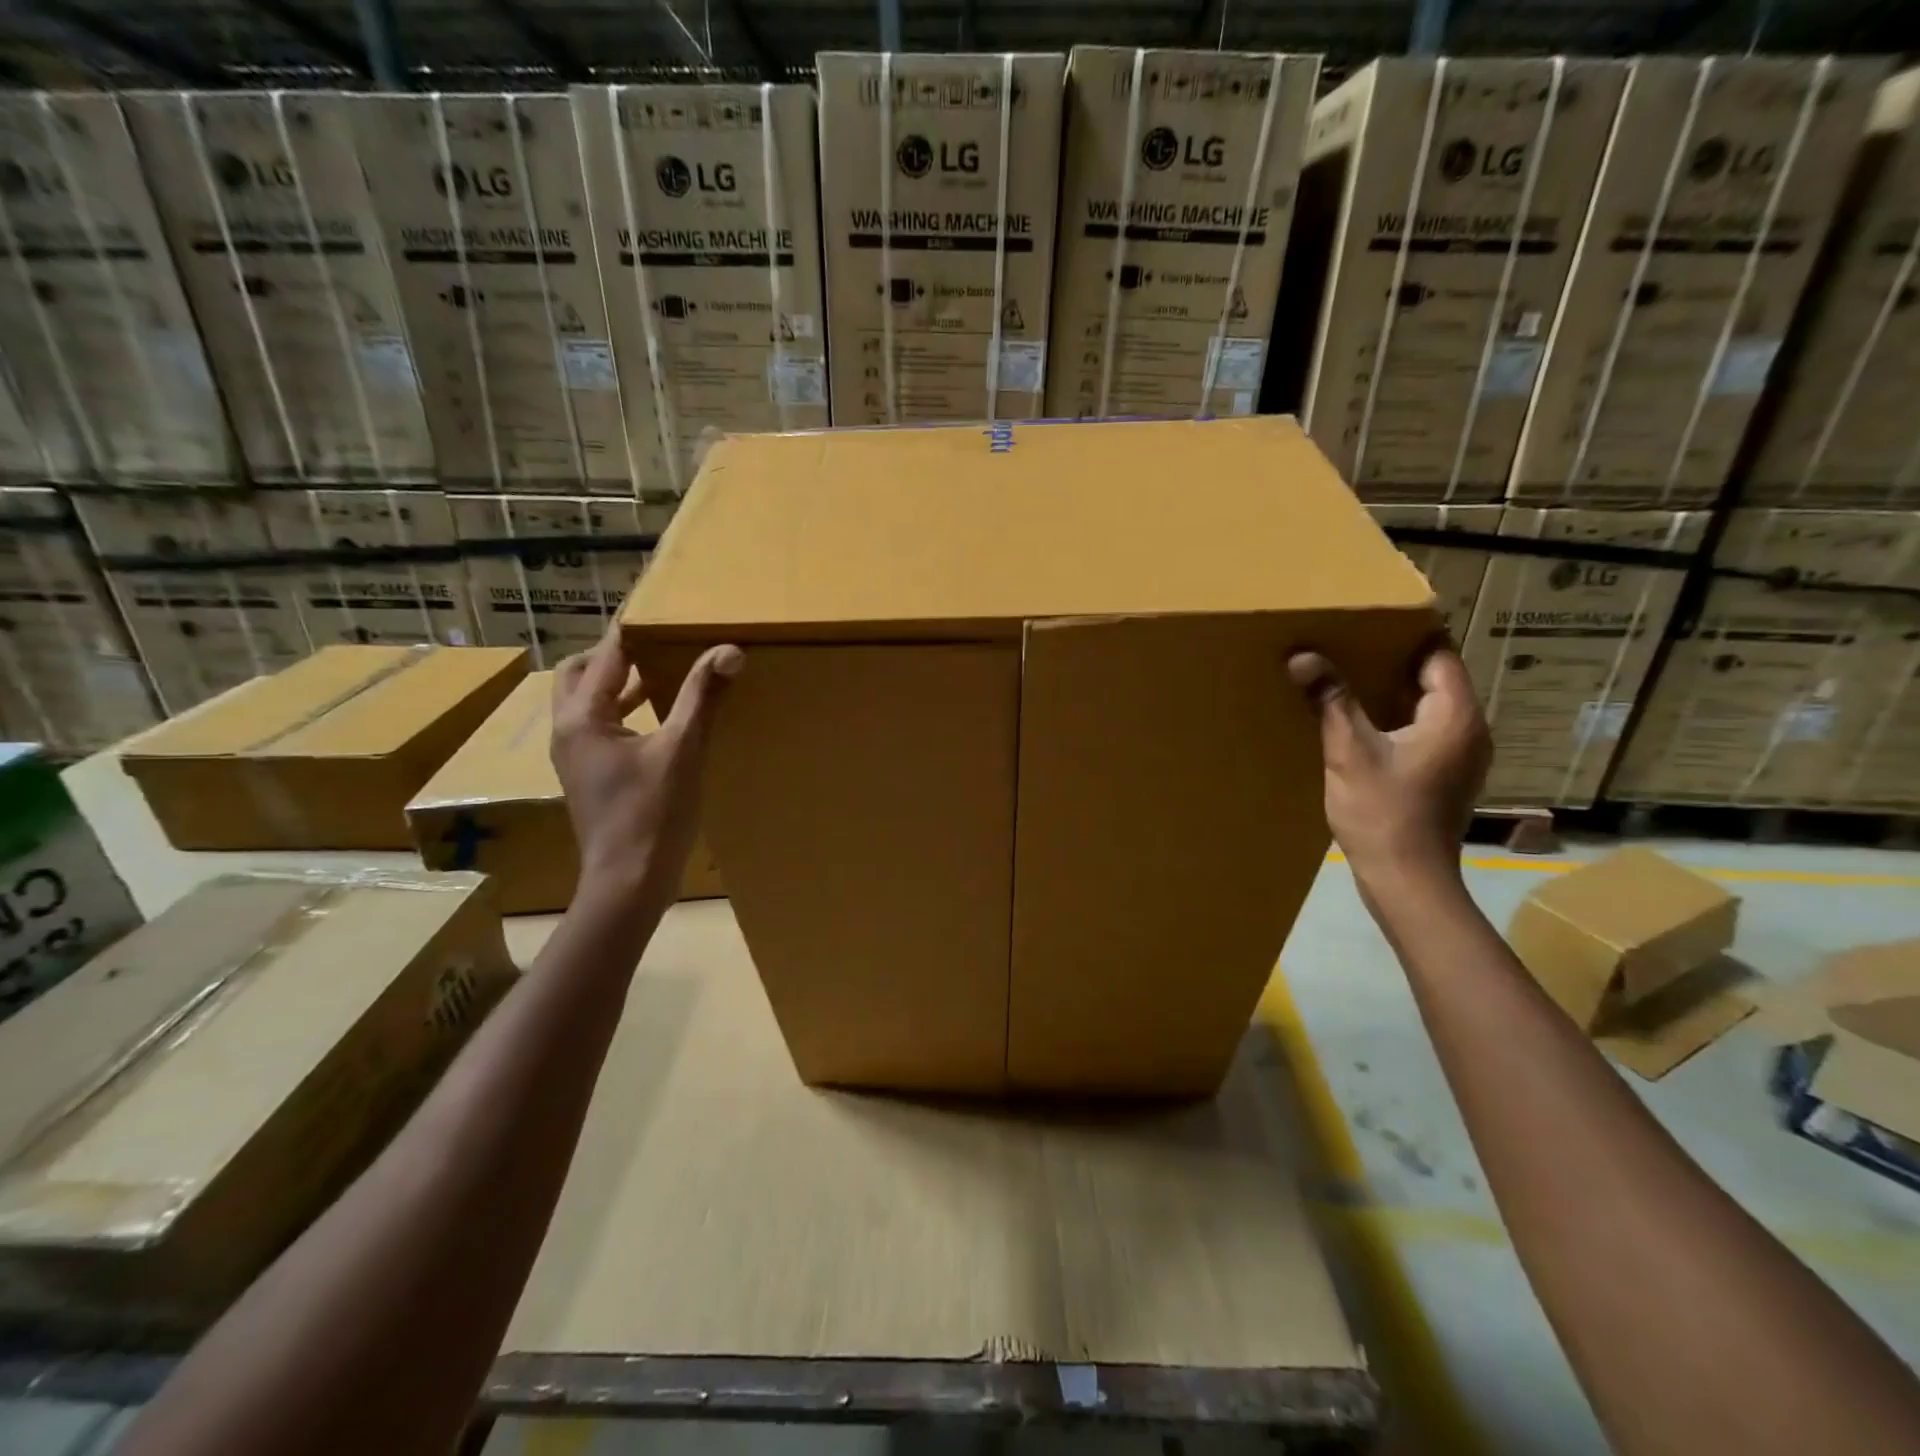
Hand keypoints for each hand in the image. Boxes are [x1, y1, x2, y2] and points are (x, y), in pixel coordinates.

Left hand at [550, 626, 742, 897]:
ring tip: (662, 673)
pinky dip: (623, 712)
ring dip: (618, 683)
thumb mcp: (683, 750)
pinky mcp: (589, 776)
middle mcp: (568, 731)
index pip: (607, 656)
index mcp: (583, 718)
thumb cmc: (653, 814)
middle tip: (656, 644)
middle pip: (581, 674)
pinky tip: (659, 721)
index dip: (634, 630)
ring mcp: (575, 757)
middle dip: (614, 655)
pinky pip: (599, 727)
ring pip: (587, 703)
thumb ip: (703, 697)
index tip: (662, 610)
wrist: (628, 882)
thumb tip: (728, 650)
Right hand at [1288, 644, 1488, 894]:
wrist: (1408, 880)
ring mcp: (1463, 755)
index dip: (1405, 635)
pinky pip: (1426, 729)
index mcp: (1455, 716)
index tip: (1364, 624)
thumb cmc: (1383, 813)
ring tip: (1347, 679)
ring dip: (1393, 691)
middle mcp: (1470, 729)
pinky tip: (1361, 724)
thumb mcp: (1349, 752)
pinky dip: (1397, 718)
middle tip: (1346, 647)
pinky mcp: (1448, 774)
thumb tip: (1303, 656)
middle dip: (1392, 661)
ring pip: (1430, 705)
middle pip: (1436, 678)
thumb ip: (1331, 701)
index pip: (1438, 655)